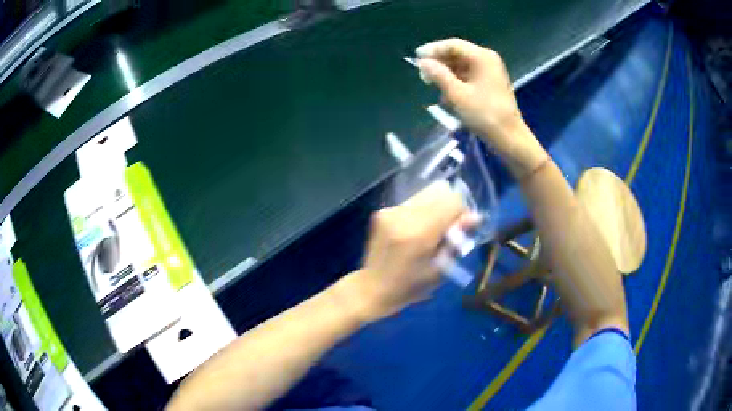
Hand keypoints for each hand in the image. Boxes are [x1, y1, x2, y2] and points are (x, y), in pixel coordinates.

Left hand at [340, 181, 469, 321]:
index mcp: (420, 233)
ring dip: (435, 207)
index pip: (452, 201)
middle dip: (449, 206)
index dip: (462, 212)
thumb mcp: (441, 269)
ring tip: (430, 230)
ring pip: (425, 193)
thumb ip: (457, 240)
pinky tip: (414, 231)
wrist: (372, 288)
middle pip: (439, 191)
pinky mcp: (382, 211)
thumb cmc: (410, 287)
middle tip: (447, 228)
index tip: (459, 229)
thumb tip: (476, 216)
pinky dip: (420, 211)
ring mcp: (390, 211)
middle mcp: (403, 215)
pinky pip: (412, 202)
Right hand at [416, 38, 545, 174]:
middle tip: (422, 75)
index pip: (453, 45)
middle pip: (457, 54)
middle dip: (439, 63)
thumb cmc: (484, 115)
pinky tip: (446, 94)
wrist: (509, 138)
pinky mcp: (490, 84)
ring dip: (446, 74)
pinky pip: (468, 76)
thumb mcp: (457, 95)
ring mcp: (490, 72)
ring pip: (462, 66)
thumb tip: (422, 62)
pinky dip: (456, 82)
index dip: (433, 49)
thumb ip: (439, 75)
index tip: (416, 57)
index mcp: (482, 57)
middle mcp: (487, 60)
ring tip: (432, 86)